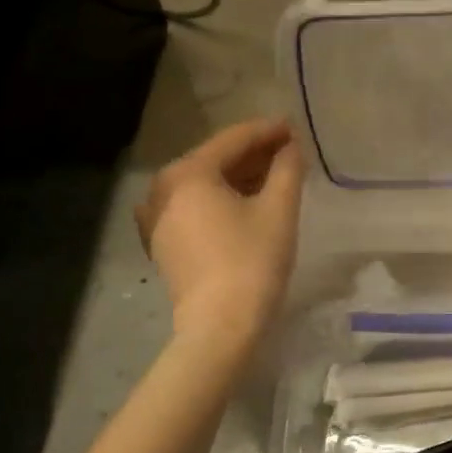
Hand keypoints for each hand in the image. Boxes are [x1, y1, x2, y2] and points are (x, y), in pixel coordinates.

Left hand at [136, 118, 303, 343]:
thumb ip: (287, 168)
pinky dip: (222, 199)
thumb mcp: (279, 209)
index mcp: (188, 173)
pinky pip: (195, 206)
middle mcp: (163, 188)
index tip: (295, 127)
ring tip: (275, 176)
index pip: (234, 139)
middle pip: (216, 159)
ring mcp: (157, 216)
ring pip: (205, 184)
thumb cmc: (252, 261)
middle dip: (254, 154)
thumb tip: (291, 146)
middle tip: (289, 151)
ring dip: (240, 176)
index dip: (268, 131)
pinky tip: (246, 204)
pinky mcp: (163, 241)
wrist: (219, 326)